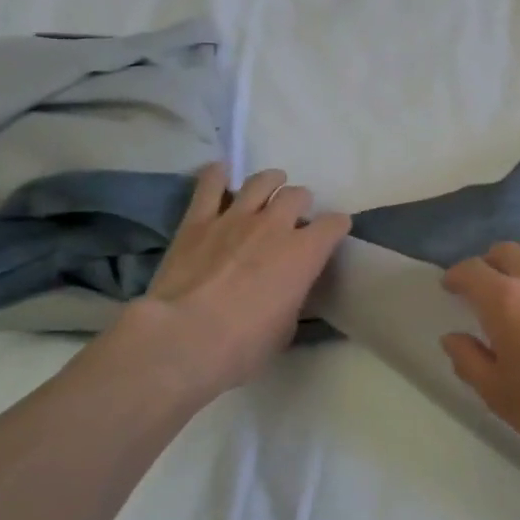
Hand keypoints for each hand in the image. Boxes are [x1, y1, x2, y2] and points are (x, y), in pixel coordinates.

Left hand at [88, 164, 349, 405]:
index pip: (334, 224)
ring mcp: (236, 218)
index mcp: (305, 253)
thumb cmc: (242, 346)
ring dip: (270, 182)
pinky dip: (218, 176)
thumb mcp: (285, 329)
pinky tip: (221, 173)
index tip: (333, 233)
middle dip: (300, 204)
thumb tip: (287, 290)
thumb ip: (292, 298)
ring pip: (261, 181)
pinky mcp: (198, 220)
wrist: (183, 339)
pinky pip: (211, 185)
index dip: (336, 227)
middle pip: (297, 195)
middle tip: (294, 217)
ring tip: (269, 187)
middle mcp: (275, 225)